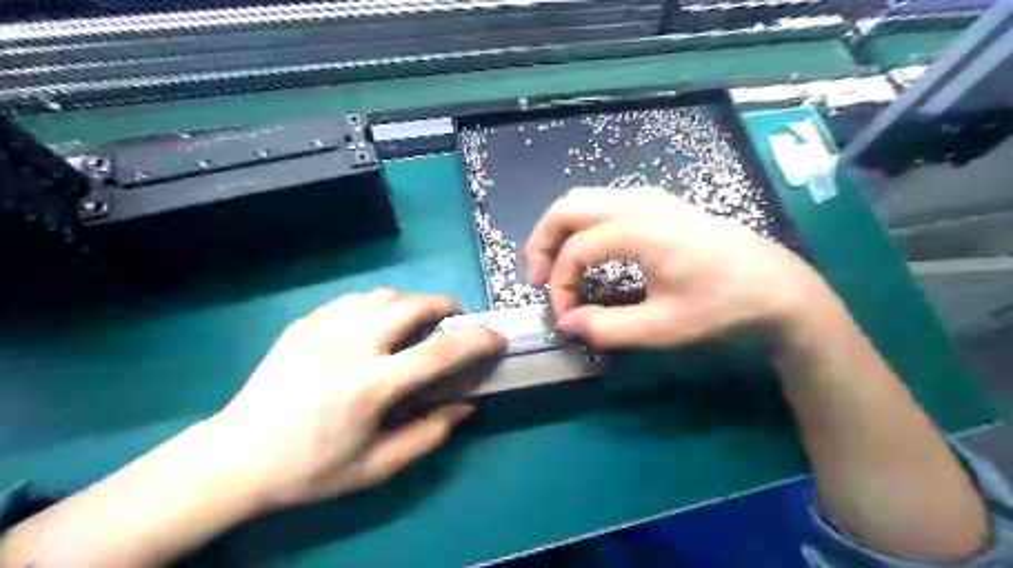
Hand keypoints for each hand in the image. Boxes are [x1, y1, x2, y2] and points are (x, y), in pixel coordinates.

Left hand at [211, 291, 501, 506]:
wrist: (236, 458)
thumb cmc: (311, 468)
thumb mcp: (376, 467)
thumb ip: (428, 434)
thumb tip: (465, 407)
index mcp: (370, 386)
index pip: (438, 352)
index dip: (475, 341)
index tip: (495, 337)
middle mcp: (349, 347)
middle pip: (410, 306)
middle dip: (443, 305)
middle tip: (453, 317)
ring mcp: (321, 331)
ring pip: (381, 296)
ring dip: (409, 302)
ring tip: (414, 320)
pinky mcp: (302, 325)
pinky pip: (351, 300)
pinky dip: (375, 305)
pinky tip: (373, 324)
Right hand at [523, 188, 830, 350]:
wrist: (778, 286)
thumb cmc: (723, 307)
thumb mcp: (662, 327)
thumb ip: (606, 327)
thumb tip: (567, 324)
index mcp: (636, 229)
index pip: (574, 252)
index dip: (560, 286)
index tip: (565, 317)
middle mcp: (636, 202)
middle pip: (566, 208)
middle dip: (542, 242)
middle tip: (538, 279)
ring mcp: (649, 198)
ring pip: (583, 200)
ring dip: (560, 231)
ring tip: (557, 266)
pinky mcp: (658, 204)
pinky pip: (604, 203)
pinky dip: (583, 225)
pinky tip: (590, 252)